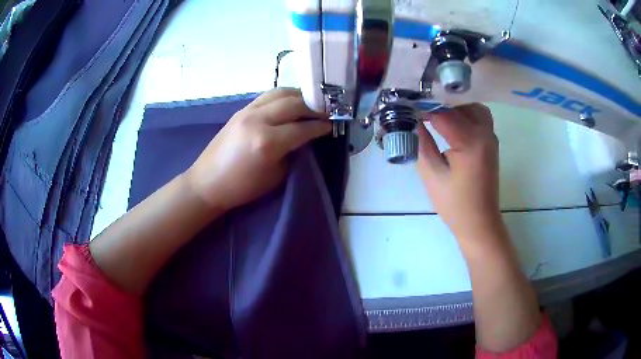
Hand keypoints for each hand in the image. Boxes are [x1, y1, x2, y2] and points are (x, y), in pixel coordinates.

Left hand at [185, 88, 330, 211]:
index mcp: (268, 142)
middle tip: (326, 112)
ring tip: (310, 103)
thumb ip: (293, 152)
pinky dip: (283, 96)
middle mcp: (259, 120)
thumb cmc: (243, 187)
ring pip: (280, 93)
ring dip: (299, 96)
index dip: (321, 126)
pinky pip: (267, 96)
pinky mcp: (241, 110)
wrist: (208, 182)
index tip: (333, 124)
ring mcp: (247, 111)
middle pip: (294, 103)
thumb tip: (305, 137)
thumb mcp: (276, 175)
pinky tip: (290, 102)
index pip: (303, 128)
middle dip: (314, 106)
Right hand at [416, 104, 500, 238]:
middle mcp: (485, 133)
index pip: (444, 113)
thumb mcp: (432, 175)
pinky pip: (480, 118)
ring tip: (438, 118)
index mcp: (470, 142)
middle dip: (439, 106)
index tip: (408, 110)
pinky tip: (453, 126)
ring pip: (473, 108)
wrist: (480, 222)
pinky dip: (466, 115)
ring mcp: (491, 137)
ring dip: (455, 109)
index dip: (424, 109)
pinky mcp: (492, 142)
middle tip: (421, 114)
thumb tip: (413, 122)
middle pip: (460, 105)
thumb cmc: (454, 204)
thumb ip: (422, 143)